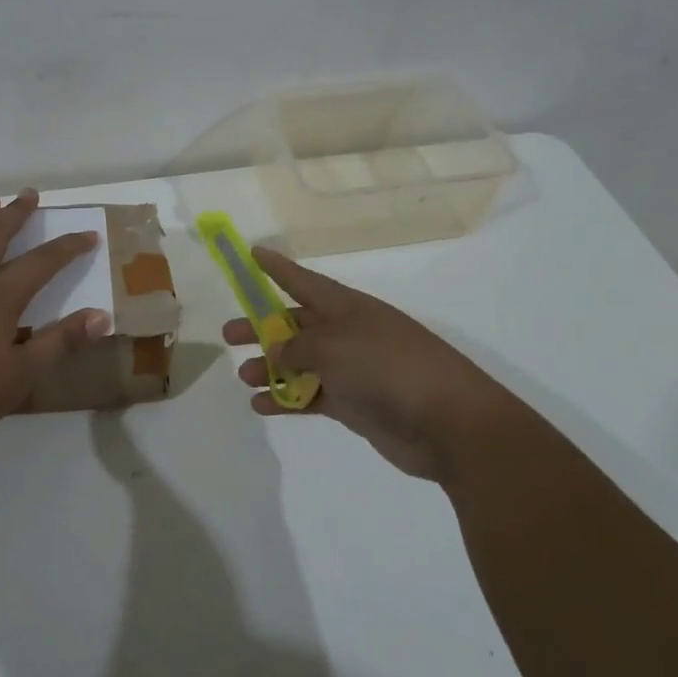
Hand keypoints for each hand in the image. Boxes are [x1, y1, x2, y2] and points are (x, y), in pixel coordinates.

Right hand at [223, 247, 516, 480]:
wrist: (448, 423)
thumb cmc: (388, 368)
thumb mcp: (333, 346)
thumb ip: (297, 346)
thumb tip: (278, 350)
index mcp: (347, 308)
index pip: (303, 280)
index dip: (277, 267)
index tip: (251, 253)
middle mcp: (348, 333)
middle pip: (295, 324)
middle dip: (262, 326)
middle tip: (229, 335)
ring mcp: (353, 369)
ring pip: (301, 362)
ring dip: (271, 367)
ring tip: (244, 376)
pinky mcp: (355, 404)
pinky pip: (311, 396)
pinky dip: (286, 400)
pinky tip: (261, 406)